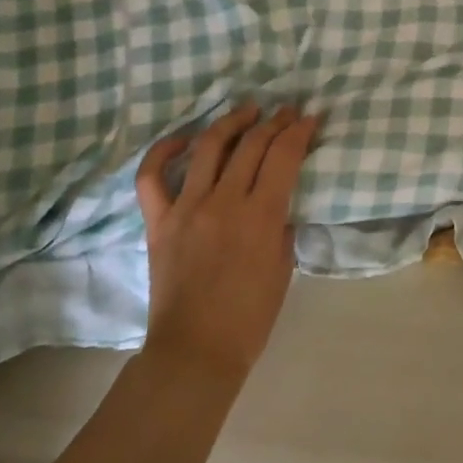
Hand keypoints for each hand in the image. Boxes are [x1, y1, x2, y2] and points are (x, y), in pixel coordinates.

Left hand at [135, 102, 320, 377]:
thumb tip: (277, 202)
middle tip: (286, 111)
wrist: (196, 351)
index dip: (299, 131)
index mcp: (260, 216)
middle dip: (274, 121)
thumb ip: (281, 226)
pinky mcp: (158, 221)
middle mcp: (223, 202)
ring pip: (208, 147)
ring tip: (247, 111)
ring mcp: (186, 208)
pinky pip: (152, 177)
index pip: (283, 156)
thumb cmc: (250, 317)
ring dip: (230, 122)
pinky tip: (184, 140)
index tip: (309, 118)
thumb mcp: (283, 268)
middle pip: (251, 144)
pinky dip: (164, 151)